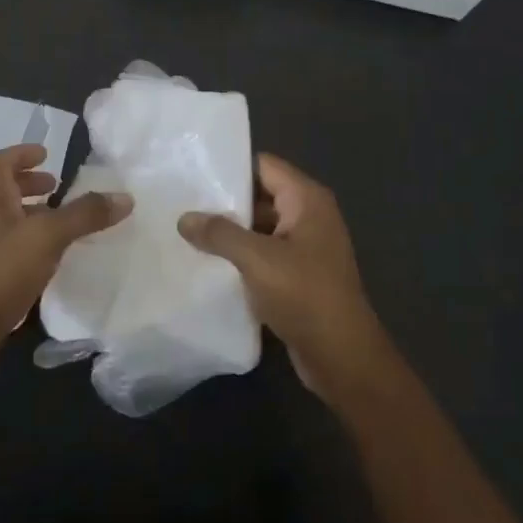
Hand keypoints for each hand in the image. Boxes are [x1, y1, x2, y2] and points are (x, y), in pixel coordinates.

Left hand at [0, 143, 131, 381]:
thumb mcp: (47, 237)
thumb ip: (84, 215)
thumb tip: (125, 197)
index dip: (20, 153)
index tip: (46, 156)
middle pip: (2, 190)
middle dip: (30, 185)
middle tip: (58, 189)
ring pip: (7, 222)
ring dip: (32, 216)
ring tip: (63, 225)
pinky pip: (10, 250)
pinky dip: (31, 246)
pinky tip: (52, 262)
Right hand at [178, 154, 393, 401]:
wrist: (342, 357)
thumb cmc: (305, 296)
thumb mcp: (257, 259)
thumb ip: (219, 234)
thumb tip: (185, 218)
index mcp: (307, 200)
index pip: (263, 165)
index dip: (230, 166)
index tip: (192, 172)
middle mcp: (309, 216)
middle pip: (260, 195)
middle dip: (224, 201)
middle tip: (181, 202)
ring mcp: (305, 246)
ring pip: (259, 227)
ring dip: (229, 231)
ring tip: (187, 231)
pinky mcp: (298, 274)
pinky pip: (263, 253)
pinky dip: (240, 255)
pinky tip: (208, 262)